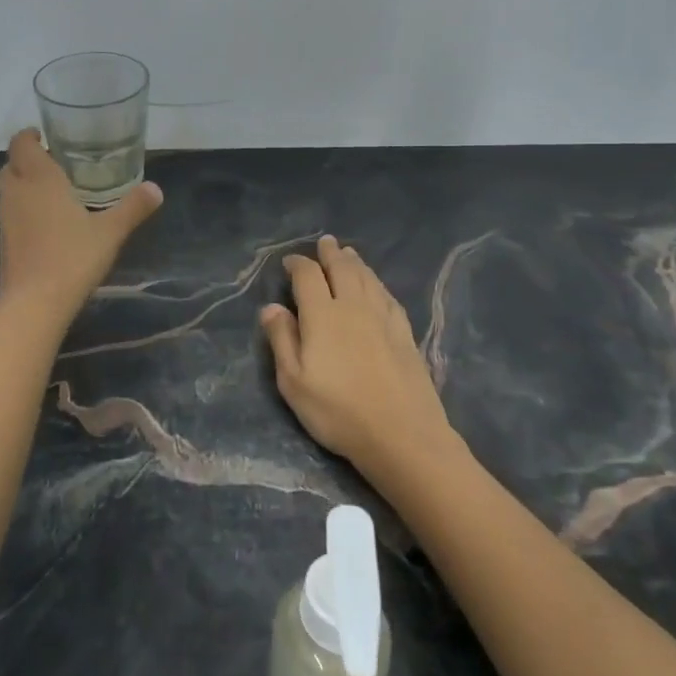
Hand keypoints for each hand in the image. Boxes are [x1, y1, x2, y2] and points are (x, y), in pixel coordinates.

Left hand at [0, 129, 161, 315]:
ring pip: (9, 190)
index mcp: (39, 179)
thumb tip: (156, 189)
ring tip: (52, 192)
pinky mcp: (3, 243)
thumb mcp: (111, 231)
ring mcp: (5, 219)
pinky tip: (46, 224)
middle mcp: (17, 193)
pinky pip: (10, 214)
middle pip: (11, 165)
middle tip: (54, 164)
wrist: (35, 303)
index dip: (29, 136)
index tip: (45, 136)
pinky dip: (23, 210)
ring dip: (23, 185)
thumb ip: (133, 207)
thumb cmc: (73, 257)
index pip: (20, 143)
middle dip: (27, 160)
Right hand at [260, 236, 457, 481]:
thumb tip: (271, 307)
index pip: (308, 277)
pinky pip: (388, 297)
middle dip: (331, 254)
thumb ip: (282, 340)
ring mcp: (383, 318)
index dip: (298, 265)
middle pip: (342, 269)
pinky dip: (378, 284)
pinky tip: (377, 287)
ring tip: (349, 254)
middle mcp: (353, 307)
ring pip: (368, 279)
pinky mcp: (404, 333)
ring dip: (356, 263)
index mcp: (322, 316)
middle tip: (326, 242)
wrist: (401, 434)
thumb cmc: (338, 411)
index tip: (290, 262)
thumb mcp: (294, 382)